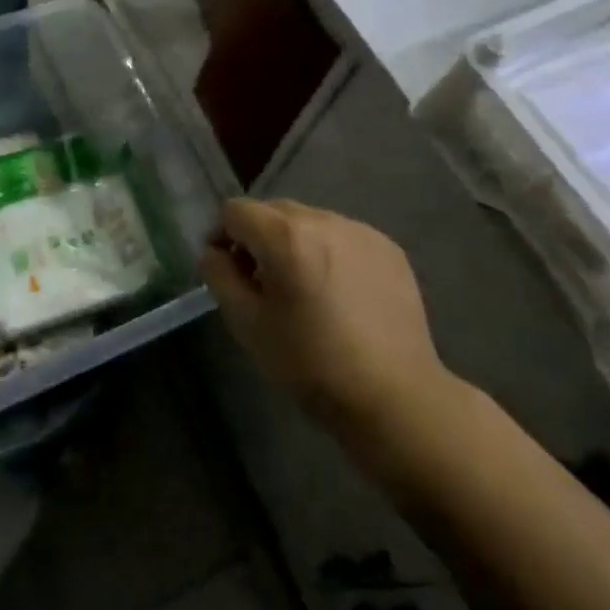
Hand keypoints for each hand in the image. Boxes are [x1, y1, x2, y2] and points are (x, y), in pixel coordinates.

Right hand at [201, 199, 460, 441]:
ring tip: (305, 290)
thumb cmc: (311, 364)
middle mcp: (323, 219)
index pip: (235, 211)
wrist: (396, 398)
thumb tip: (213, 252)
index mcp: (285, 236)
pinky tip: (340, 295)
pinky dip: (330, 254)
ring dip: (295, 244)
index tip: (227, 271)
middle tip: (263, 284)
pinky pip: (343, 236)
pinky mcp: (388, 247)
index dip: (222, 236)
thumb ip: (219, 276)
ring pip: (309, 222)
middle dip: (258, 239)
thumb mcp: (248, 325)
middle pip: (273, 211)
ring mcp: (360, 230)